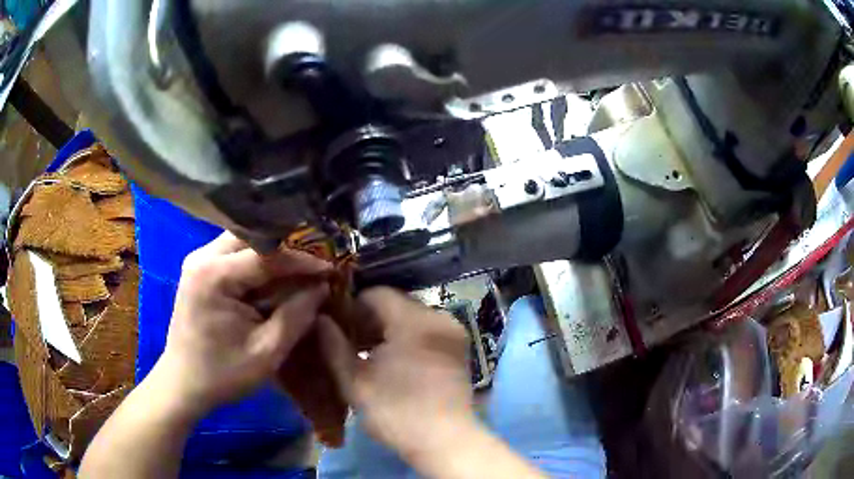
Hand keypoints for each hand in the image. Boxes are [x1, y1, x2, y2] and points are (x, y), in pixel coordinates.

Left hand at [151, 232, 329, 418]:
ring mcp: (198, 260)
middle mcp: (202, 257)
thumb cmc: (223, 374)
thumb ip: (297, 315)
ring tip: (302, 266)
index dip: (302, 259)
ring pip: (244, 240)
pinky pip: (234, 253)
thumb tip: (322, 286)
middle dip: (288, 247)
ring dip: (273, 252)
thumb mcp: (267, 352)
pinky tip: (276, 274)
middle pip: (253, 236)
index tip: (331, 266)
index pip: (266, 254)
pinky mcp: (200, 269)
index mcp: (214, 276)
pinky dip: (258, 260)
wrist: (184, 383)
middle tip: (317, 262)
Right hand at [319, 287, 474, 460]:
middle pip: (396, 304)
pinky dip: (407, 338)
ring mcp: (453, 333)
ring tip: (367, 353)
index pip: (377, 294)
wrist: (445, 441)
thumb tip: (320, 319)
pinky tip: (392, 361)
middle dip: (369, 319)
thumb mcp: (355, 381)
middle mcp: (439, 317)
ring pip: (411, 318)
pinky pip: (426, 331)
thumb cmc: (396, 412)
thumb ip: (334, 345)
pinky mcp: (459, 349)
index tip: (336, 327)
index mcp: (415, 320)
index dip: (351, 307)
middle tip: (348, 342)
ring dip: (387, 330)